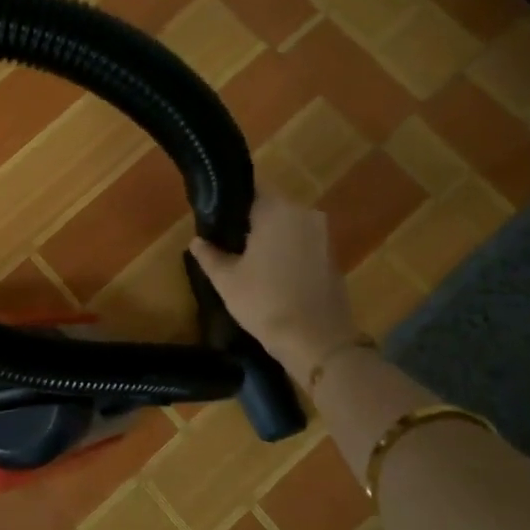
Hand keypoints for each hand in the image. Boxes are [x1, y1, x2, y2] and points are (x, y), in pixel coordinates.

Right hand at [189, 190, 359, 376]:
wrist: (319, 342)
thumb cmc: (266, 303)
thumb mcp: (226, 280)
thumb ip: (209, 255)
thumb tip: (197, 241)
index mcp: (277, 210)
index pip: (251, 186)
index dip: (231, 196)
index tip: (214, 211)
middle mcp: (304, 214)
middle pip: (270, 205)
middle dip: (248, 219)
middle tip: (224, 238)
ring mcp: (323, 235)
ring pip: (287, 225)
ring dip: (268, 235)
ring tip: (244, 256)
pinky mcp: (332, 256)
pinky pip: (302, 242)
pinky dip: (286, 250)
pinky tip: (270, 271)